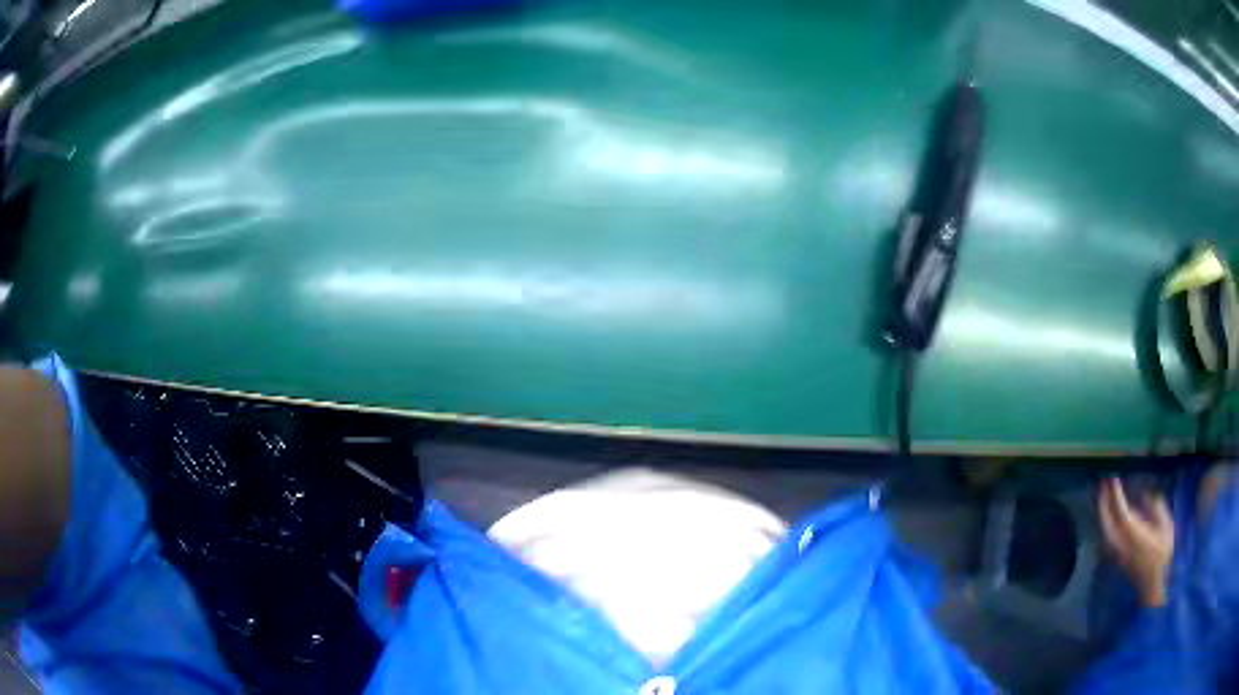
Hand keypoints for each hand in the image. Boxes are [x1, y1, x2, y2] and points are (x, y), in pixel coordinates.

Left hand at [1099, 478, 1173, 607]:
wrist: (1152, 584)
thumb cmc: (1162, 554)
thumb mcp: (1166, 526)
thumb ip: (1157, 508)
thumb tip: (1146, 493)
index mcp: (1134, 535)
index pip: (1121, 512)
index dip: (1115, 494)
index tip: (1112, 477)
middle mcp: (1121, 543)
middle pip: (1107, 520)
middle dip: (1104, 500)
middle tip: (1103, 480)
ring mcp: (1117, 551)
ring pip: (1104, 528)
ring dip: (1103, 509)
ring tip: (1104, 490)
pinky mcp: (1116, 555)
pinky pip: (1107, 534)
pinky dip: (1105, 519)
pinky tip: (1108, 510)